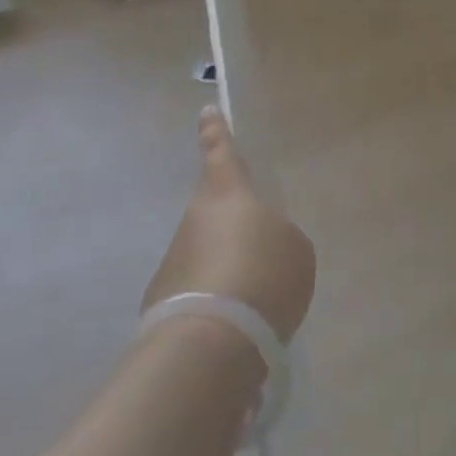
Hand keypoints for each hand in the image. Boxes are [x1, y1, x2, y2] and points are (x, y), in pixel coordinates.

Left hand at [143, 106, 316, 346]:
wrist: (210, 345)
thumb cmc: (261, 276)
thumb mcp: (294, 250)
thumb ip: (280, 239)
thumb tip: (263, 249)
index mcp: (227, 193)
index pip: (221, 151)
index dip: (216, 131)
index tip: (206, 110)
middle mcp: (194, 220)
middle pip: (215, 213)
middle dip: (233, 229)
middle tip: (260, 251)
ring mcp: (173, 263)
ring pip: (206, 257)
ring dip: (226, 273)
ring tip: (254, 303)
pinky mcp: (161, 307)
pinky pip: (198, 297)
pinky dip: (215, 308)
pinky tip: (235, 333)